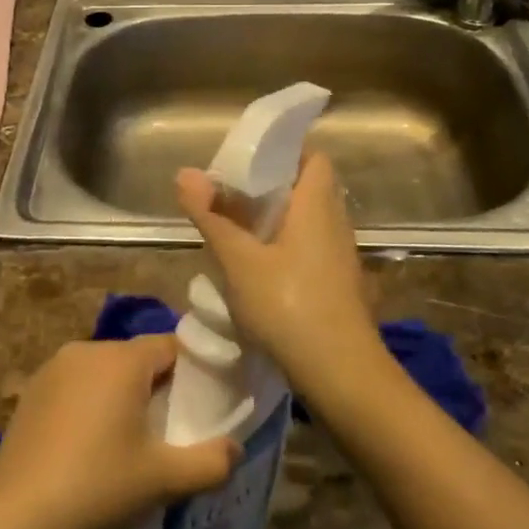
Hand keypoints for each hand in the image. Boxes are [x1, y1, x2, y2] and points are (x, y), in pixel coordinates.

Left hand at [0, 336, 238, 528]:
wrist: (15, 521)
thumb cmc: (98, 488)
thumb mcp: (164, 480)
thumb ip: (211, 462)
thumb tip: (235, 448)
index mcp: (122, 359)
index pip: (172, 346)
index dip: (193, 372)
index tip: (201, 406)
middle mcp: (87, 350)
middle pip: (137, 358)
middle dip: (156, 388)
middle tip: (168, 432)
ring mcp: (52, 369)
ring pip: (104, 372)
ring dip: (120, 397)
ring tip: (128, 444)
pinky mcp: (30, 393)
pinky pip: (75, 387)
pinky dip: (89, 406)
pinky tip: (87, 449)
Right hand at [176, 151, 383, 398]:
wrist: (343, 376)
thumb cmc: (290, 307)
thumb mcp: (240, 262)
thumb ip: (212, 216)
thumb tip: (186, 173)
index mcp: (317, 206)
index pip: (312, 158)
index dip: (283, 152)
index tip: (247, 160)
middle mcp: (335, 223)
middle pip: (307, 187)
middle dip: (271, 186)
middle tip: (231, 193)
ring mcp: (340, 256)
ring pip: (308, 220)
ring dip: (277, 218)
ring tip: (237, 226)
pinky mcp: (338, 285)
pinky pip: (310, 248)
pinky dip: (285, 245)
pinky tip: (258, 267)